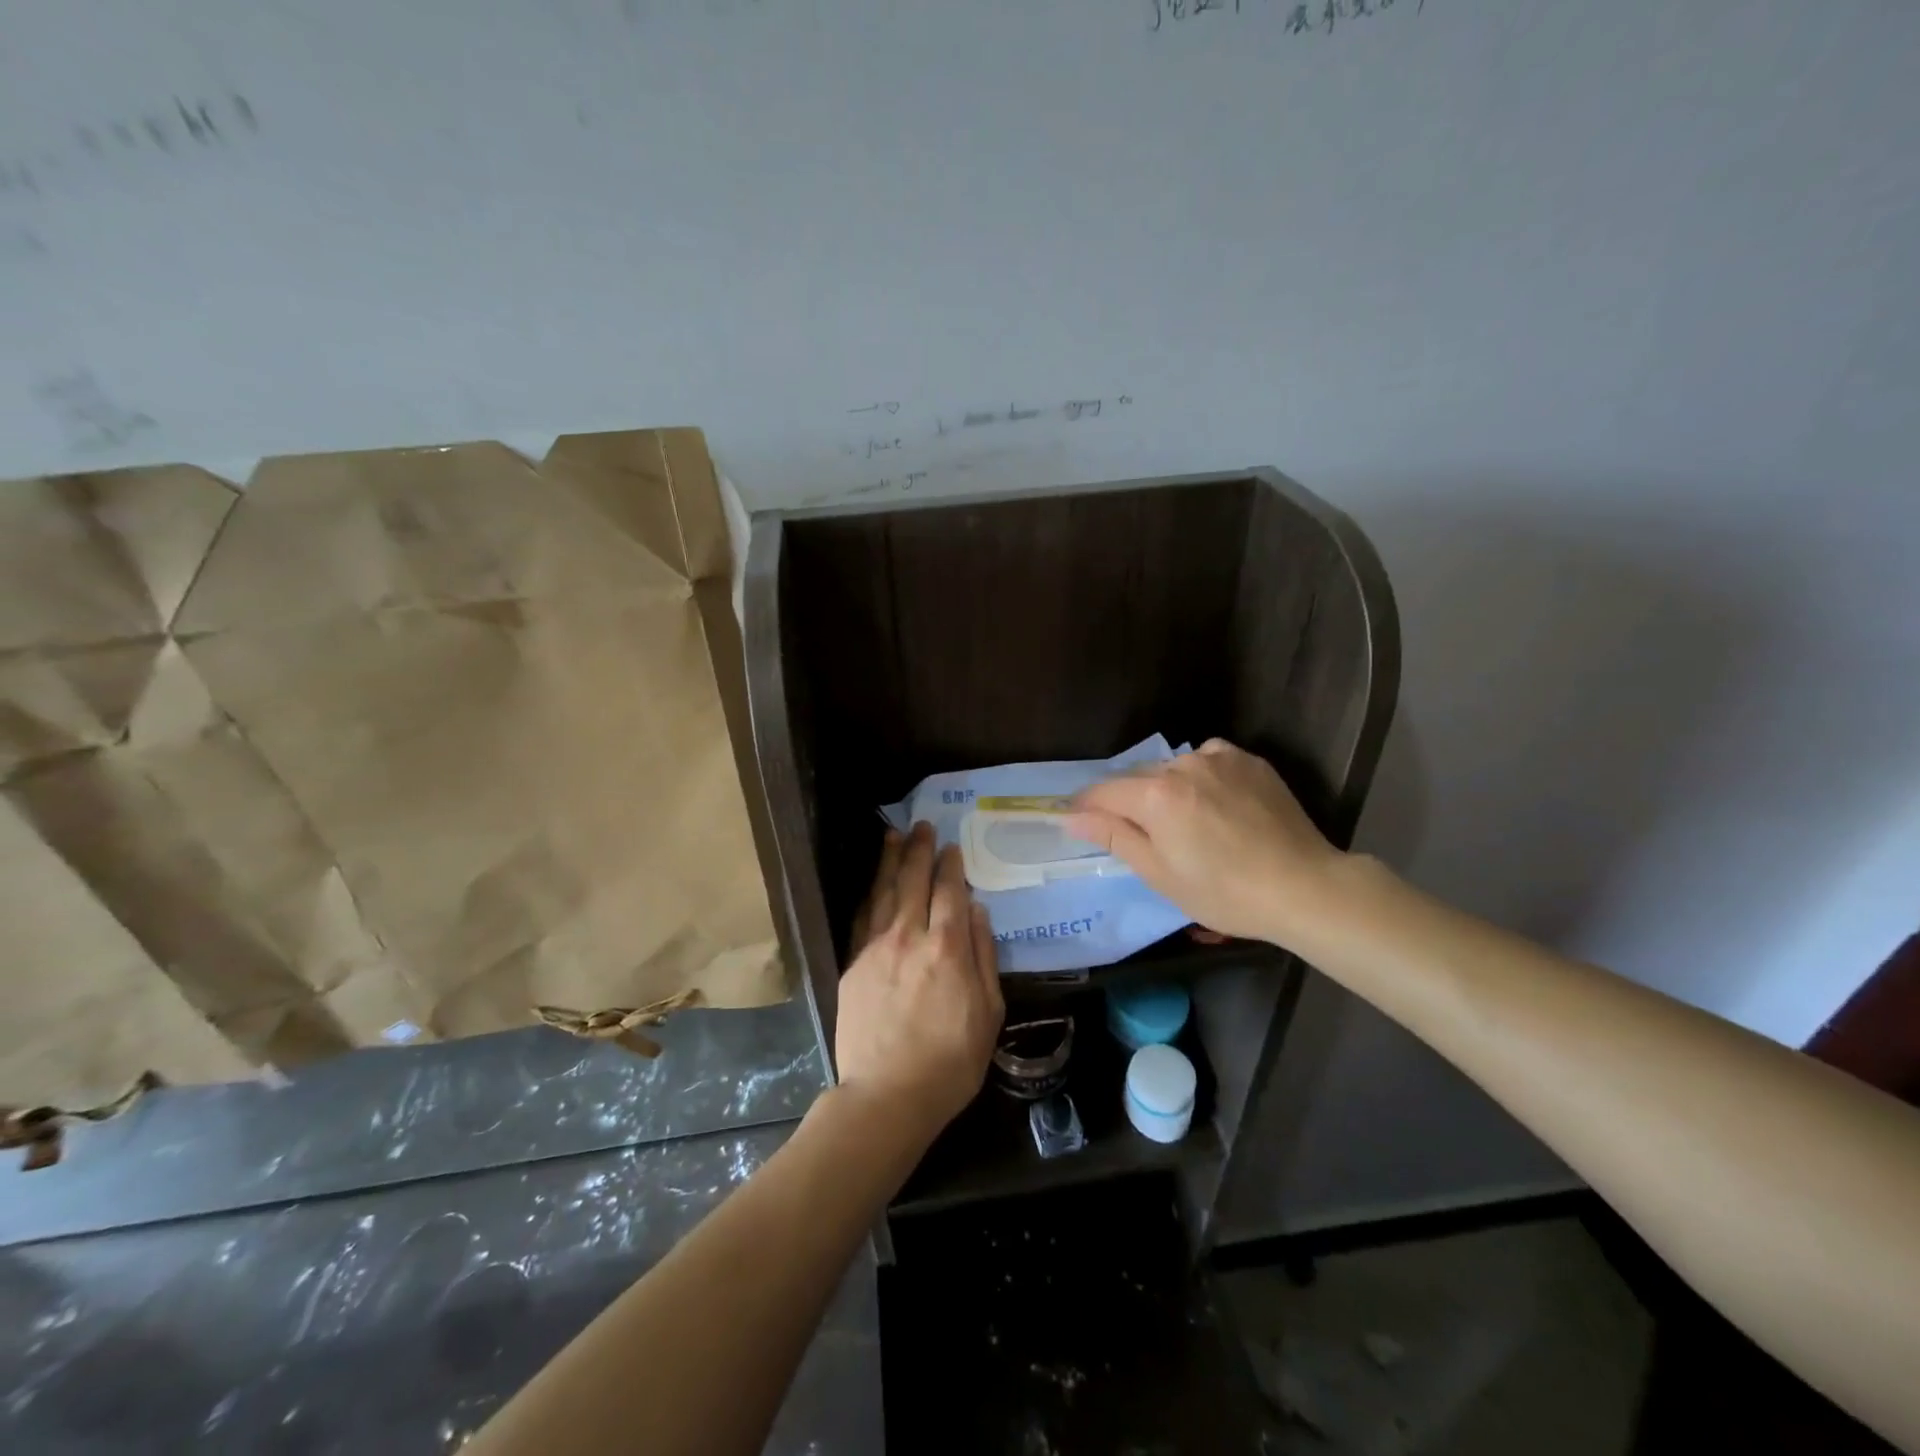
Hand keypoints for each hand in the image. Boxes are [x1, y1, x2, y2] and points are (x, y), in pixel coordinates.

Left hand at [835, 823, 1004, 1145]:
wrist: (888, 1094)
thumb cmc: (950, 1060)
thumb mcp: (988, 1013)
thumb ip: (984, 957)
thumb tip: (978, 912)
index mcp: (948, 948)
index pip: (950, 892)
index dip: (951, 866)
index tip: (951, 847)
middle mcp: (910, 937)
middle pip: (914, 881)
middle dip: (919, 850)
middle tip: (923, 826)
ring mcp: (877, 948)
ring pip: (884, 892)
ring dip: (890, 861)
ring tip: (894, 835)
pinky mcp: (853, 964)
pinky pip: (863, 917)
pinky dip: (870, 893)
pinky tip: (874, 881)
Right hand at [1067, 739, 1341, 947]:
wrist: (1305, 887)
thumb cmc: (1224, 892)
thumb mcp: (1160, 874)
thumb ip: (1114, 836)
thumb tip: (1072, 817)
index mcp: (1155, 795)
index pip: (1102, 792)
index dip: (1086, 807)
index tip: (1078, 822)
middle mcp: (1182, 765)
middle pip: (1137, 778)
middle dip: (1128, 801)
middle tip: (1140, 835)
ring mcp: (1219, 758)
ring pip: (1172, 768)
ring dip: (1166, 788)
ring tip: (1184, 822)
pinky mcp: (1249, 760)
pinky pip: (1208, 760)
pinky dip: (1201, 778)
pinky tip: (1215, 803)